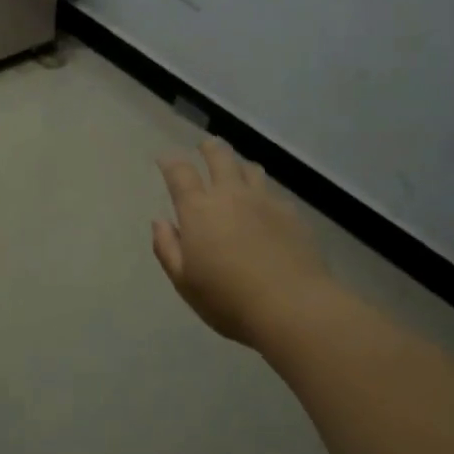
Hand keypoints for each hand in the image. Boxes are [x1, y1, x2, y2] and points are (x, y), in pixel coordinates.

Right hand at [153, 139, 329, 345]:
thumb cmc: (228, 299)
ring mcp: (265, 201)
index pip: (180, 173)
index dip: (170, 162)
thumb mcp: (184, 282)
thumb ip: (167, 248)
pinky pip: (273, 192)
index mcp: (198, 210)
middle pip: (219, 157)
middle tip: (205, 147)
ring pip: (250, 168)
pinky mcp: (292, 214)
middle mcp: (230, 195)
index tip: (165, 159)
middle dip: (209, 148)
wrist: (293, 307)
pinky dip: (263, 193)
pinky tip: (265, 207)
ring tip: (236, 170)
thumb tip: (160, 222)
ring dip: (239, 165)